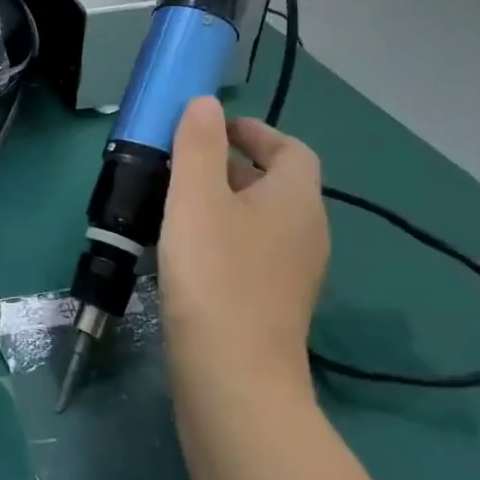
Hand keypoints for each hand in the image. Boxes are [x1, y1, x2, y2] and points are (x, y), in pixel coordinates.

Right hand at [159, 96, 328, 399]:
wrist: (232, 376)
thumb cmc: (214, 274)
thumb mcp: (196, 198)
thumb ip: (197, 144)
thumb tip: (205, 103)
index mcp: (296, 200)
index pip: (290, 149)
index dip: (254, 131)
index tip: (210, 127)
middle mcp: (306, 232)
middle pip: (275, 183)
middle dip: (230, 164)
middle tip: (180, 162)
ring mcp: (292, 273)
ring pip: (260, 219)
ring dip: (222, 201)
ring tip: (173, 201)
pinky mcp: (272, 303)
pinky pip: (251, 251)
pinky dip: (222, 236)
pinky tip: (183, 249)